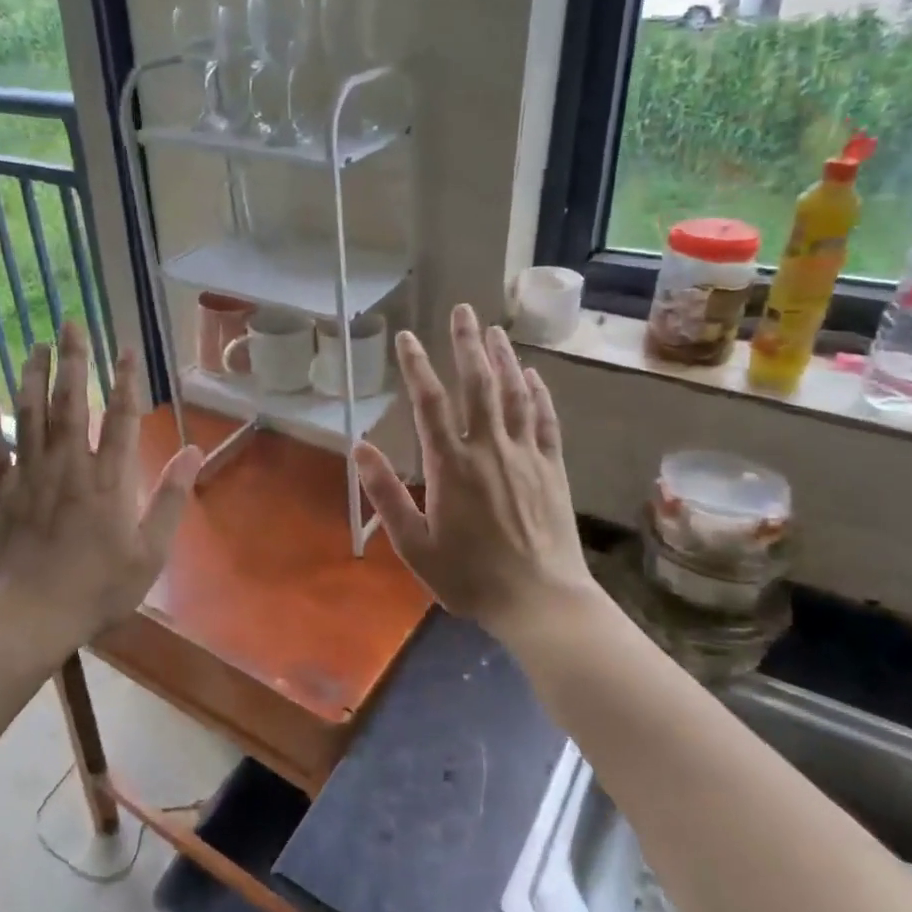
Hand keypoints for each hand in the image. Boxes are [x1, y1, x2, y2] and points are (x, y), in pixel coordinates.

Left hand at [0, 321, 200, 661]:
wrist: (27, 616)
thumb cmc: (96, 587)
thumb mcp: (150, 551)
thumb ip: (171, 498)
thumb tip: (194, 451)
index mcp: (109, 479)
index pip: (122, 416)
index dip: (125, 378)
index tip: (125, 346)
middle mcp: (69, 465)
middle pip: (72, 402)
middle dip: (73, 360)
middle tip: (70, 323)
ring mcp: (30, 475)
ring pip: (31, 414)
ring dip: (33, 377)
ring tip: (35, 346)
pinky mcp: (0, 491)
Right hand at [354, 304, 599, 642]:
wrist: (539, 600)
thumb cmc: (469, 576)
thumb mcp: (414, 544)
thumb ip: (386, 494)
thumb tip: (359, 449)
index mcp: (451, 466)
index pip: (430, 404)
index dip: (416, 367)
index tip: (407, 338)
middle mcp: (488, 449)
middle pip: (477, 385)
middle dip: (467, 344)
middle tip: (462, 310)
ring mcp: (525, 455)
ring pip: (514, 394)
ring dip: (503, 359)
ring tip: (494, 330)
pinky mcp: (552, 468)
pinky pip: (545, 420)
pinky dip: (539, 393)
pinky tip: (534, 375)